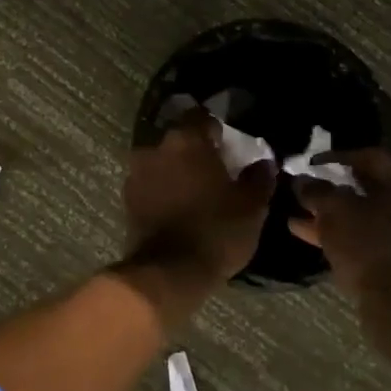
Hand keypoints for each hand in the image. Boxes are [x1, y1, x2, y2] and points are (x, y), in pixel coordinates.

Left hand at [122, 113, 276, 295]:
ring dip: (177, 170)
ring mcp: (136, 173)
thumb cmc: (216, 231)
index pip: (202, 117)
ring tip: (196, 191)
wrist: (168, 273)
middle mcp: (155, 148)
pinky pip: (151, 184)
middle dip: (196, 150)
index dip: (218, 129)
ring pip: (163, 161)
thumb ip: (259, 177)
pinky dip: (163, 189)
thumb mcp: (252, 206)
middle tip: (216, 170)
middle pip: (180, 139)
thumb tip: (263, 162)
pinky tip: (178, 207)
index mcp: (186, 140)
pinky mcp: (127, 199)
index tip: (230, 145)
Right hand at [290, 150, 390, 302]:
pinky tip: (317, 237)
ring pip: (374, 215)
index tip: (309, 164)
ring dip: (339, 216)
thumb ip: (316, 191)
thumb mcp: (334, 212)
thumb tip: (302, 180)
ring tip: (302, 218)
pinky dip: (354, 234)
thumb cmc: (371, 247)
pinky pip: (380, 236)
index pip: (370, 156)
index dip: (334, 158)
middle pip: (373, 186)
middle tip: (308, 192)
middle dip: (336, 190)